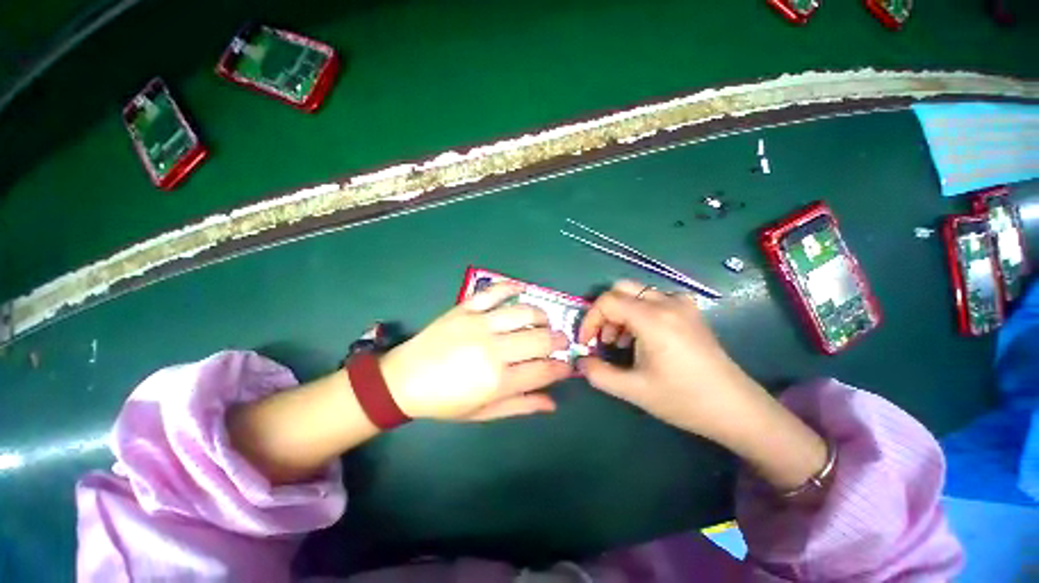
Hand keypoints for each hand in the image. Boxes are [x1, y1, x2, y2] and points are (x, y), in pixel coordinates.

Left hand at [380, 282, 571, 421]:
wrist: (404, 380)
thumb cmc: (445, 401)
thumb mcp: (483, 412)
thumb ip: (520, 406)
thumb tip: (552, 403)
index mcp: (497, 380)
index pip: (544, 370)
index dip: (562, 368)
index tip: (567, 365)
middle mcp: (493, 349)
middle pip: (540, 339)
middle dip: (559, 340)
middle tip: (561, 341)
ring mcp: (479, 324)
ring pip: (524, 312)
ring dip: (542, 316)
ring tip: (544, 321)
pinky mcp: (465, 308)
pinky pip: (494, 291)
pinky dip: (511, 287)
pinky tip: (522, 289)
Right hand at [577, 280, 761, 442]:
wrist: (736, 408)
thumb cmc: (683, 399)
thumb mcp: (634, 391)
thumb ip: (598, 374)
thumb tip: (579, 361)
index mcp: (652, 318)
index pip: (607, 301)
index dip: (590, 320)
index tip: (587, 343)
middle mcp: (667, 302)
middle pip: (621, 289)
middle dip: (605, 313)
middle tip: (604, 339)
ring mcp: (682, 304)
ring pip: (637, 292)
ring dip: (621, 312)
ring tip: (622, 342)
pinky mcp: (690, 311)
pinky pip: (655, 298)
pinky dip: (640, 310)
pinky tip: (644, 334)